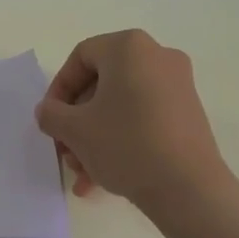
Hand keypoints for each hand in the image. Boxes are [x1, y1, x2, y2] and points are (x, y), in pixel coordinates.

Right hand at [36, 30, 227, 206]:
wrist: (189, 190)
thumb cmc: (126, 145)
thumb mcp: (74, 130)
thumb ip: (51, 114)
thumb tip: (49, 111)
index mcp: (129, 47)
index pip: (80, 58)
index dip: (58, 90)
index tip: (51, 121)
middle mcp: (157, 56)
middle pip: (101, 84)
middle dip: (77, 121)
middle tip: (65, 151)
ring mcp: (177, 86)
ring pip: (120, 106)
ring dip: (95, 137)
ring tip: (82, 173)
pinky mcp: (188, 114)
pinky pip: (143, 118)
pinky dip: (120, 140)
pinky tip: (103, 178)